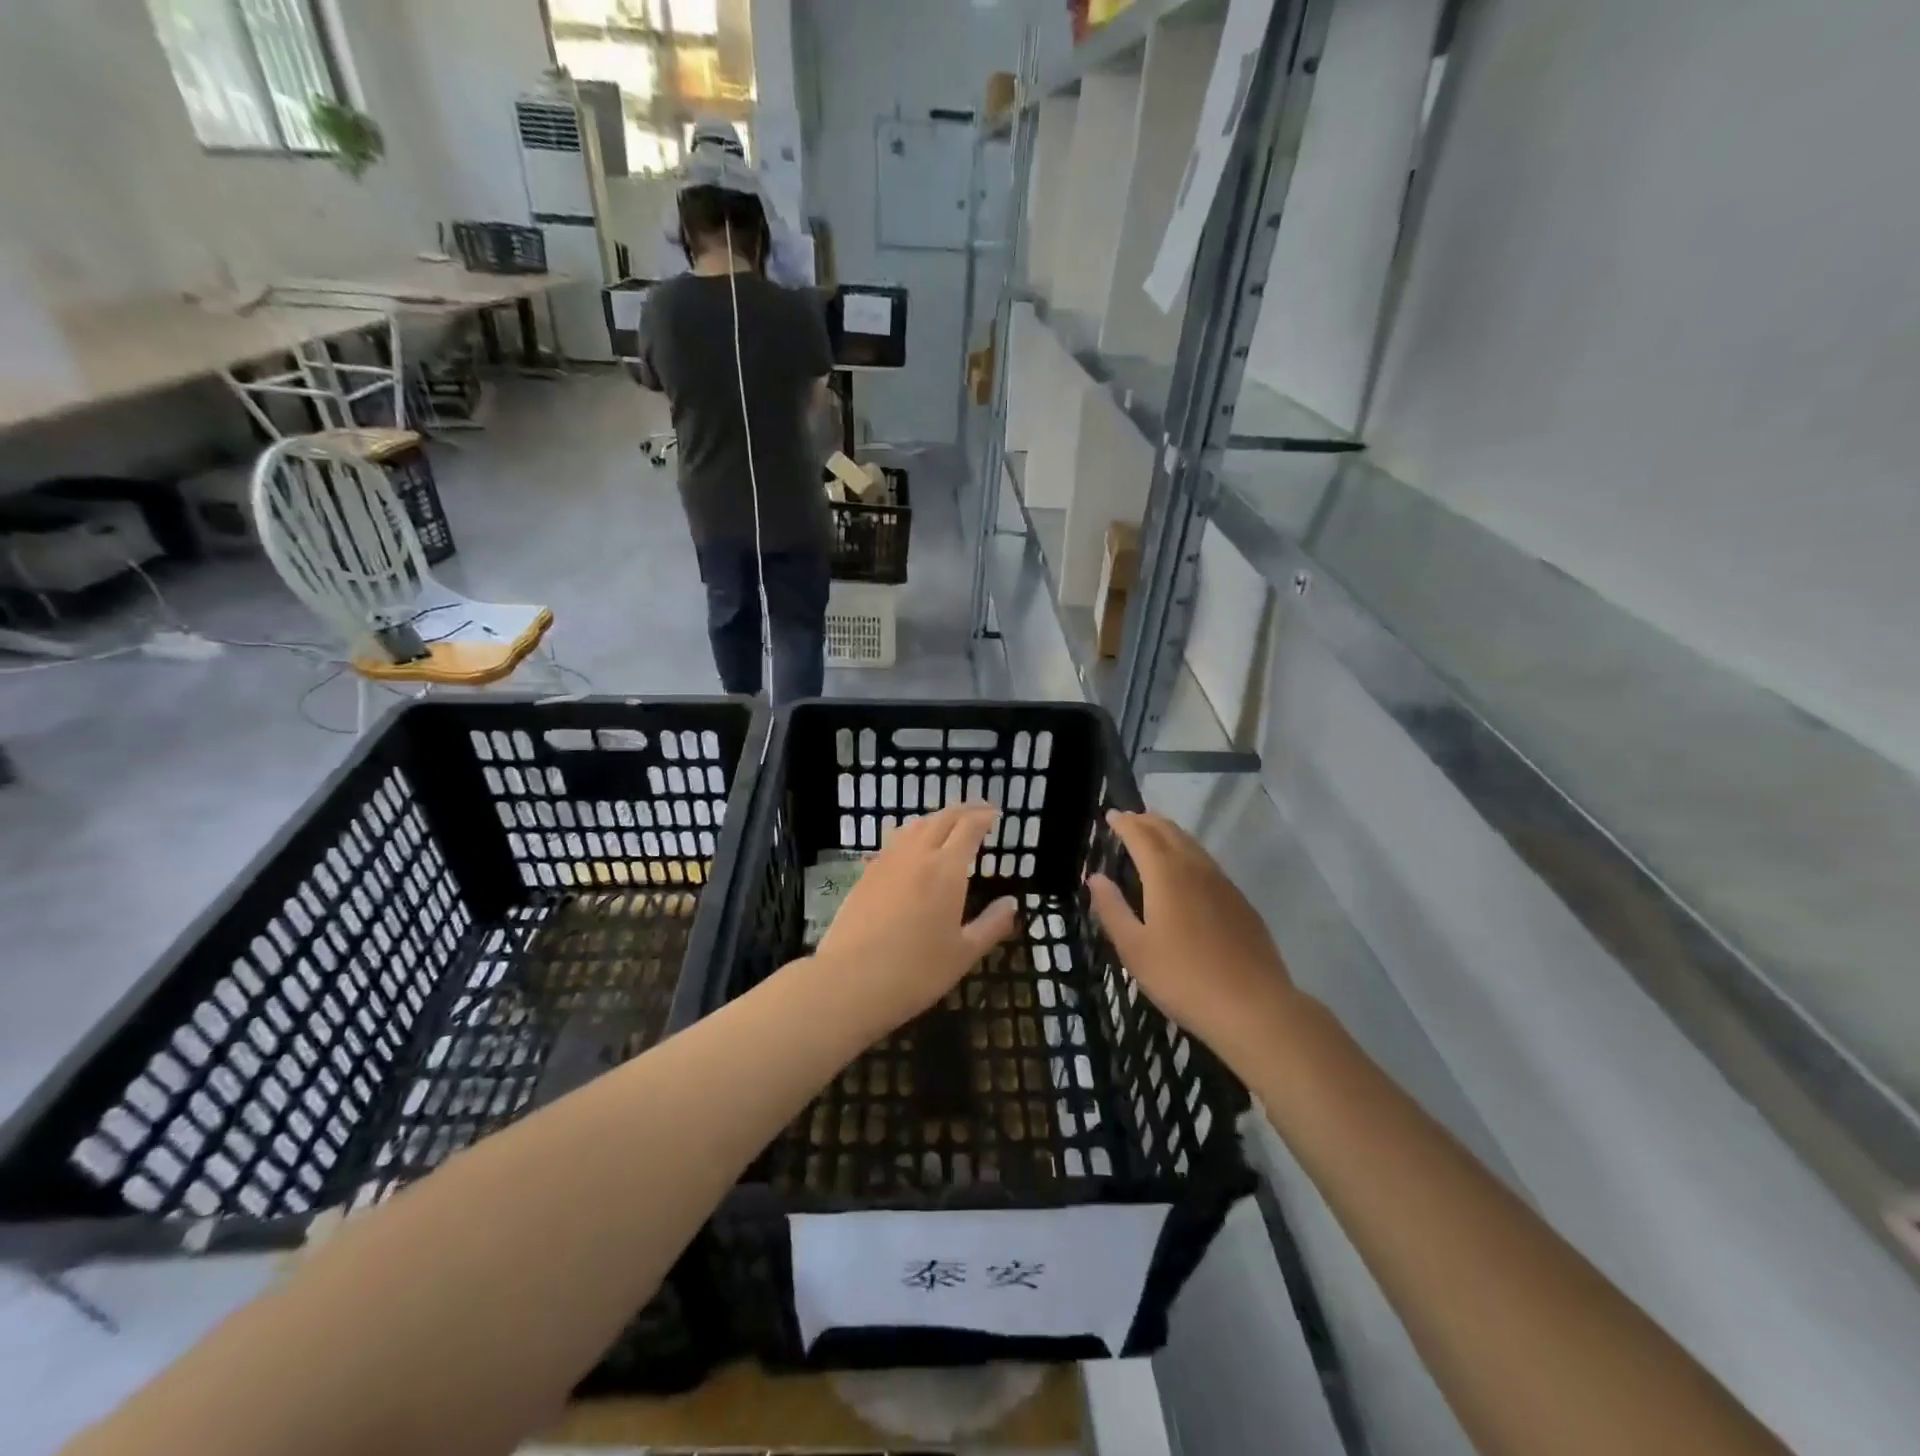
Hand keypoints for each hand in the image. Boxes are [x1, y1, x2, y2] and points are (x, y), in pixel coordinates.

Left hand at [813, 803, 1019, 1031]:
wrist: (850, 981)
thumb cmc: (916, 971)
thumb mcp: (964, 954)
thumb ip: (991, 925)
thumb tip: (1011, 903)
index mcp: (947, 869)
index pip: (969, 827)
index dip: (984, 817)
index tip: (995, 815)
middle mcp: (917, 855)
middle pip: (942, 819)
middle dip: (963, 811)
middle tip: (978, 813)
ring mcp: (887, 862)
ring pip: (914, 826)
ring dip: (936, 819)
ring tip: (948, 826)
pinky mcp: (866, 874)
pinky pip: (894, 842)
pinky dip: (912, 835)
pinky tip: (913, 850)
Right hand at [1087, 811, 1299, 1062]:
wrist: (1253, 1007)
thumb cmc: (1183, 978)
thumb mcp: (1134, 949)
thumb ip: (1112, 909)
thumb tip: (1095, 878)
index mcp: (1166, 874)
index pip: (1141, 835)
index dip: (1124, 823)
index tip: (1111, 815)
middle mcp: (1195, 869)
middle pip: (1170, 832)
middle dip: (1147, 821)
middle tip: (1130, 819)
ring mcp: (1223, 884)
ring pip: (1193, 845)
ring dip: (1170, 834)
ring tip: (1154, 835)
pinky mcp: (1241, 902)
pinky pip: (1208, 864)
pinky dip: (1189, 853)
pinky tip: (1187, 872)